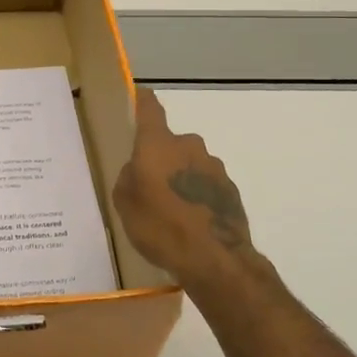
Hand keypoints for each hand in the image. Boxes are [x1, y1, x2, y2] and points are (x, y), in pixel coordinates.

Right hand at [112, 87, 273, 303]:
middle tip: (150, 186)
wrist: (216, 260)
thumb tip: (138, 170)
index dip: (142, 100)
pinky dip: (198, 197)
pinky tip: (192, 223)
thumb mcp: (125, 204)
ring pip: (190, 165)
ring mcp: (214, 167)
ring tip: (173, 212)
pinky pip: (207, 186)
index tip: (137, 96)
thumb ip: (129, 178)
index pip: (149, 108)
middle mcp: (189, 146)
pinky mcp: (231, 190)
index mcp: (158, 144)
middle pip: (170, 143)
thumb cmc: (161, 227)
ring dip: (182, 179)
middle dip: (161, 158)